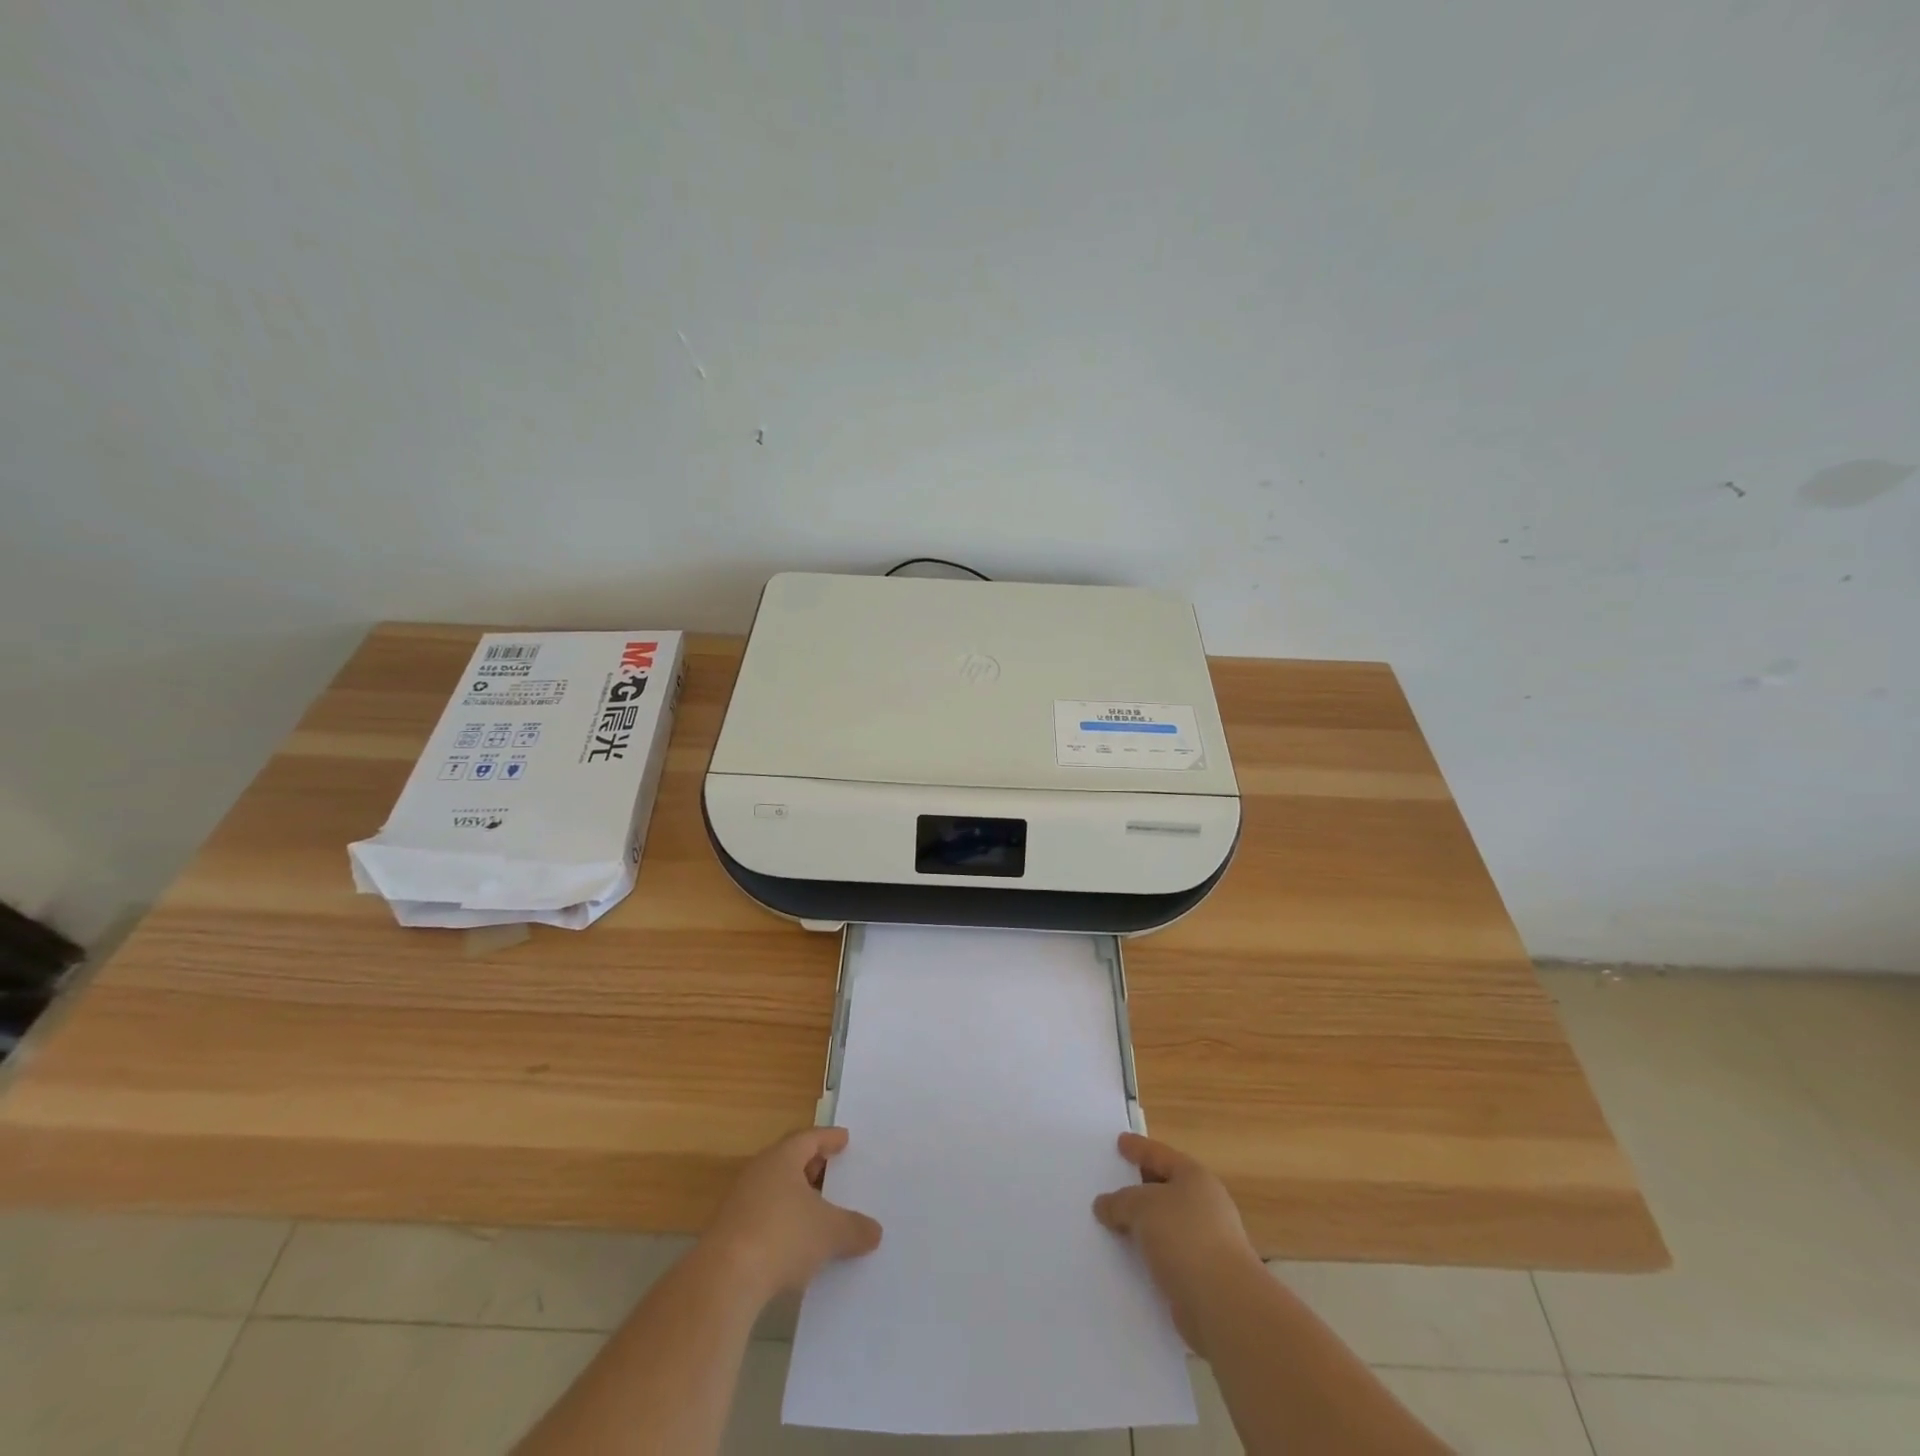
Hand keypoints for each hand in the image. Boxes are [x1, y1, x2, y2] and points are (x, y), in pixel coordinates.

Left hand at [703, 1127, 882, 1304]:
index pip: (809, 1138)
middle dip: (812, 1166)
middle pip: (789, 1161)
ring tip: (817, 1209)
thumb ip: (854, 1228)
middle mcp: (759, 1172)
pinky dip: (781, 1221)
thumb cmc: (782, 1237)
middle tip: (832, 1171)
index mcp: (782, 1158)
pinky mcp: (728, 1232)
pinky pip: (762, 1215)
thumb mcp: (829, 1232)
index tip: (845, 1139)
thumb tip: (875, 1231)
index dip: (829, 1138)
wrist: (723, 1280)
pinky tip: (794, 1242)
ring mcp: (739, 1202)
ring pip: (774, 1189)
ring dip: (795, 1197)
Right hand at [1093, 1132, 1263, 1355]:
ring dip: (1142, 1225)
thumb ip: (1120, 1202)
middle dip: (1138, 1188)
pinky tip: (1127, 1258)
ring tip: (1112, 1223)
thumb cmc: (1185, 1238)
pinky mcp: (1202, 1276)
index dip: (1138, 1148)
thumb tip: (1104, 1205)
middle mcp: (1205, 1205)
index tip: (1119, 1142)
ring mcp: (1207, 1242)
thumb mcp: (1142, 1207)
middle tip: (1111, 1183)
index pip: (1160, 1155)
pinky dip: (1148, 1253)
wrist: (1224, 1305)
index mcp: (1195, 1178)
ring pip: (1165, 1224)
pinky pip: (1166, 1254)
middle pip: (1165, 1188)